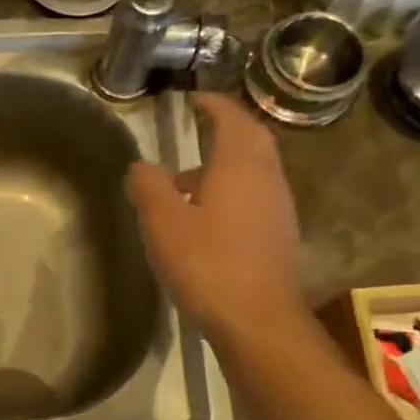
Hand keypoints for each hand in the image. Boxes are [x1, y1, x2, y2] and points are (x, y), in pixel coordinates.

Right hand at [124, 92, 305, 342]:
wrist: (257, 319)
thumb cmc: (207, 264)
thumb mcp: (163, 223)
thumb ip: (148, 187)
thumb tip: (140, 166)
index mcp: (239, 164)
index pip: (229, 118)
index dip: (211, 104)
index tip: (193, 99)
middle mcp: (266, 176)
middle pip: (250, 139)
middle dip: (225, 129)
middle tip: (198, 129)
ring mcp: (278, 206)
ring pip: (254, 169)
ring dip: (226, 164)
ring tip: (188, 182)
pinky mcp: (279, 234)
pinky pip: (255, 196)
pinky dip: (233, 191)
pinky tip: (208, 217)